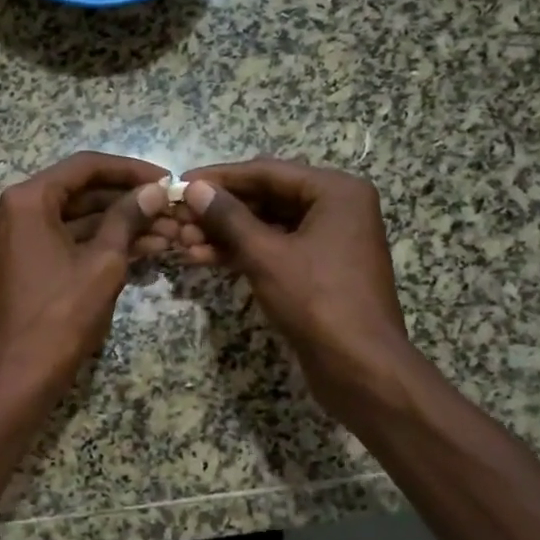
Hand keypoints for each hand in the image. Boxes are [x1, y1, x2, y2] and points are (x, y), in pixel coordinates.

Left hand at [0, 152, 168, 398]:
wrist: (19, 375)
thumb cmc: (61, 315)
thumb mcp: (103, 263)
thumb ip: (128, 218)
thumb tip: (154, 191)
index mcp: (28, 200)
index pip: (85, 167)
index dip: (130, 170)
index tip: (166, 180)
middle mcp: (16, 211)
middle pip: (81, 192)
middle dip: (129, 201)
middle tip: (171, 209)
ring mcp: (18, 238)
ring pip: (77, 219)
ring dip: (120, 224)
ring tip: (168, 232)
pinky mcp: (26, 263)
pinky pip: (67, 242)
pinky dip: (100, 244)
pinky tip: (144, 250)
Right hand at [179, 158, 410, 423]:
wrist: (360, 368)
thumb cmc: (317, 301)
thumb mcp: (266, 254)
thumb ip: (228, 217)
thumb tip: (195, 189)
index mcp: (336, 191)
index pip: (266, 172)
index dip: (219, 177)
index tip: (179, 182)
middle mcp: (337, 208)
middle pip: (267, 197)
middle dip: (220, 210)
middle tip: (178, 218)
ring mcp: (330, 240)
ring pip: (267, 226)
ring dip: (226, 233)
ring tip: (184, 242)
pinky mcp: (319, 269)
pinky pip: (276, 249)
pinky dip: (243, 253)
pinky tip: (205, 259)